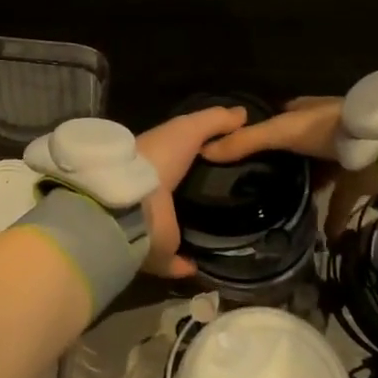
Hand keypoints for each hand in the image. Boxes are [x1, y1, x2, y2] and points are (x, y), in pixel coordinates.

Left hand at [134, 104, 247, 277]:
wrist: (133, 201)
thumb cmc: (158, 158)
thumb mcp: (189, 129)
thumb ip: (214, 120)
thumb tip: (243, 112)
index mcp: (156, 165)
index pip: (178, 162)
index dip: (198, 161)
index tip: (228, 165)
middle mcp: (151, 196)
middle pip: (176, 197)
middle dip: (195, 199)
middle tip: (232, 201)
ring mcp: (152, 227)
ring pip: (173, 230)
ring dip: (190, 232)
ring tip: (225, 233)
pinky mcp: (156, 254)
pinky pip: (172, 262)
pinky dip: (185, 265)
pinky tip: (204, 265)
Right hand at [198, 96, 377, 241]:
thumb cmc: (329, 129)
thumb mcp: (282, 131)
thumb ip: (247, 142)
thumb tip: (204, 151)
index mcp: (302, 112)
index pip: (273, 118)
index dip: (255, 132)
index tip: (235, 153)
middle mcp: (320, 131)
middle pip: (293, 147)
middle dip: (277, 163)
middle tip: (251, 184)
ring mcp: (341, 155)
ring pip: (316, 173)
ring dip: (303, 188)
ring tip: (278, 207)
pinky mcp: (358, 179)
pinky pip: (340, 202)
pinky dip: (333, 219)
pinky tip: (322, 237)